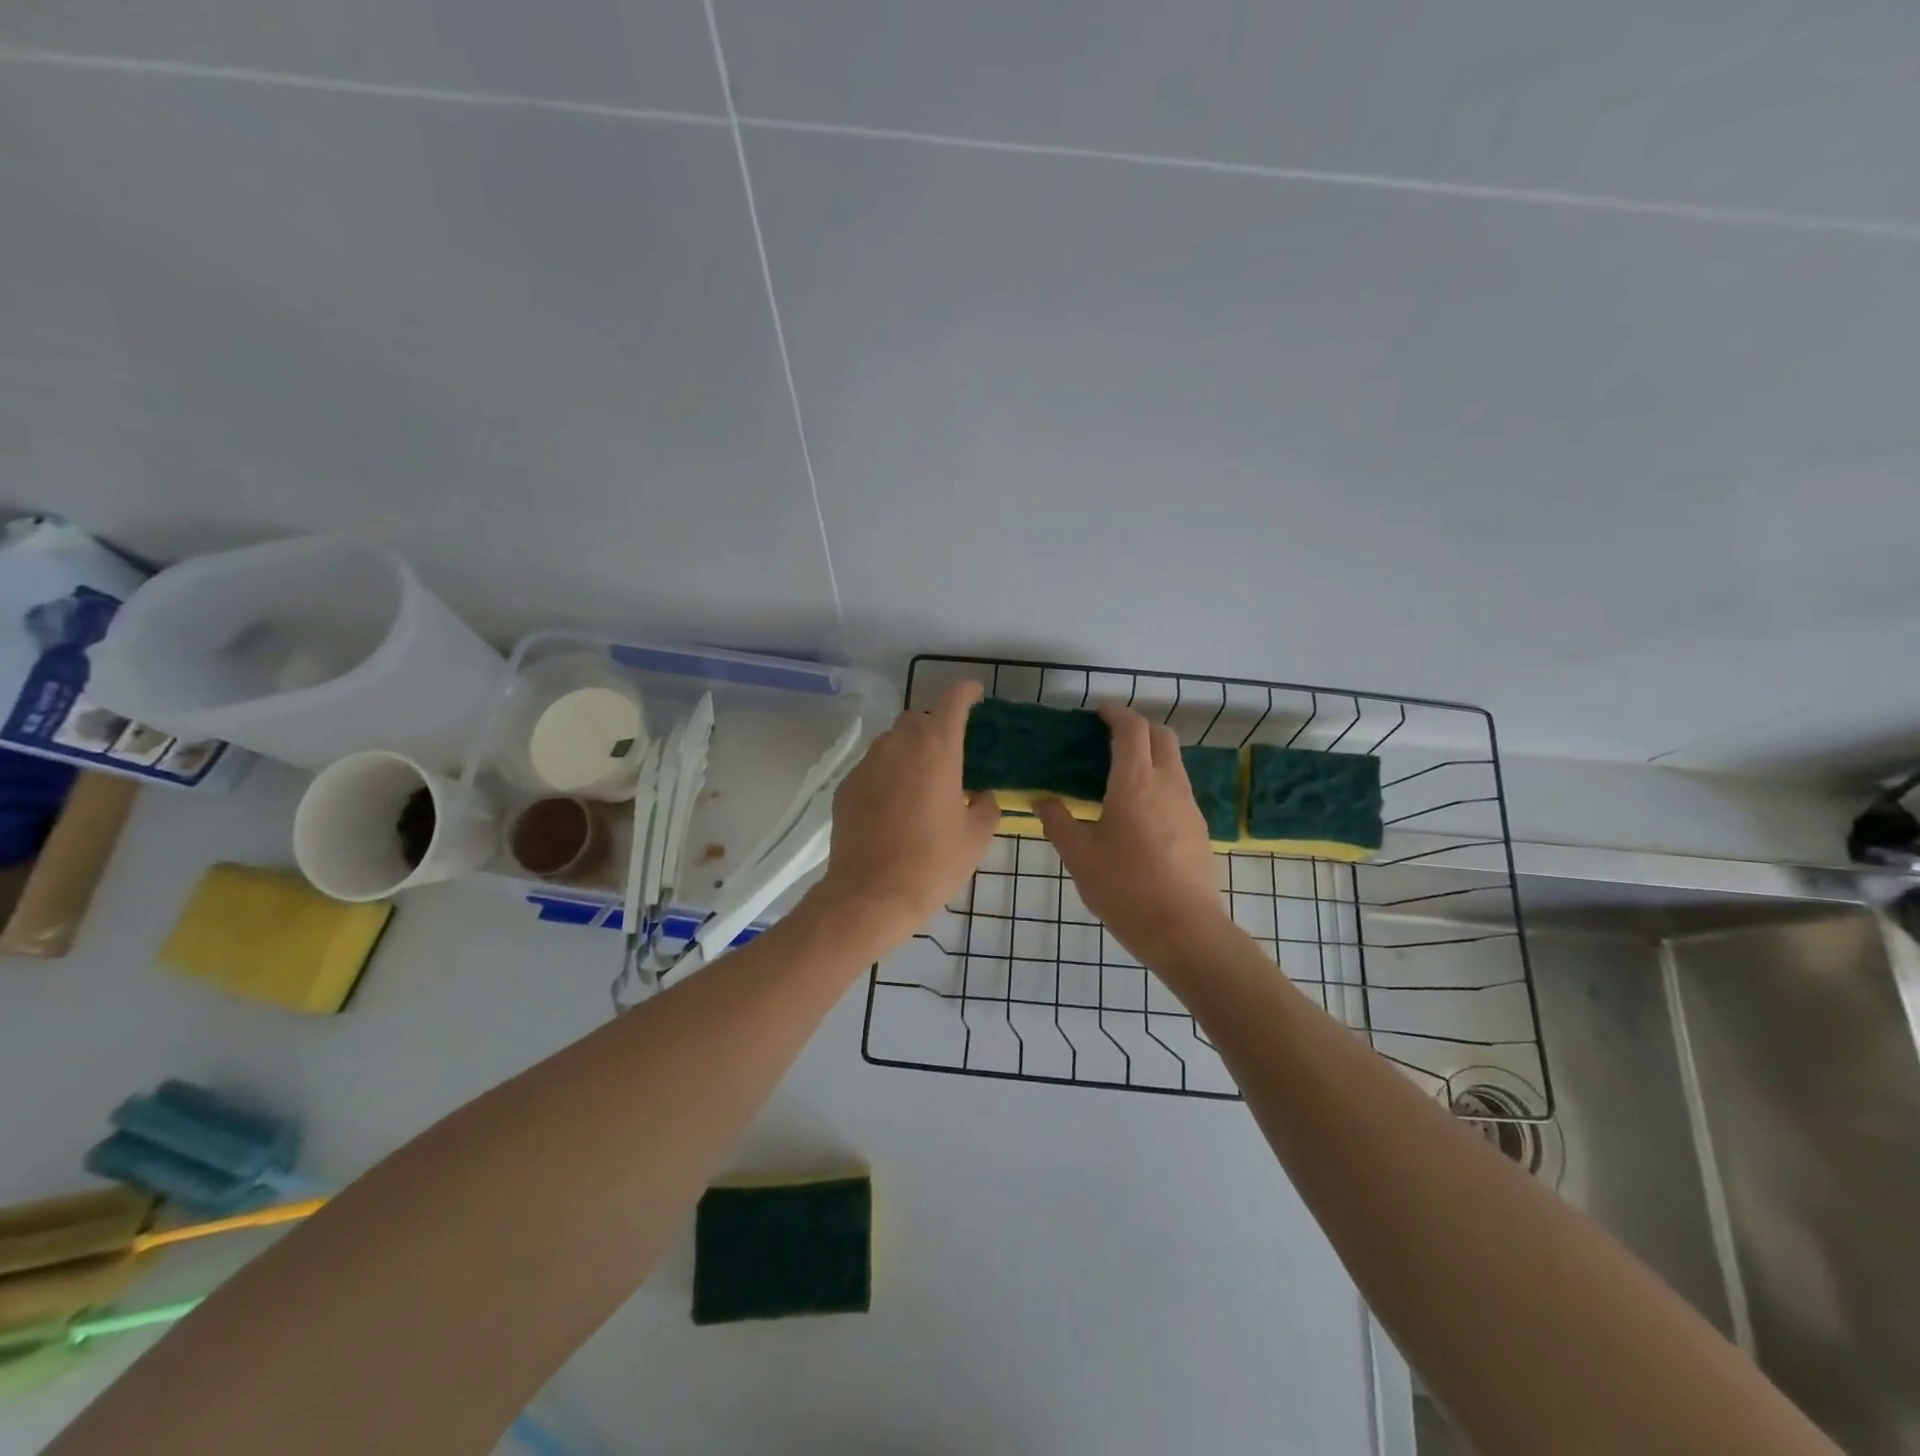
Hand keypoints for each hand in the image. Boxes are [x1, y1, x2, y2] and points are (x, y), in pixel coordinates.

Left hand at [811, 681, 1001, 950]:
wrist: (870, 895)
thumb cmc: (933, 863)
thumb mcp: (976, 837)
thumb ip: (986, 805)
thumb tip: (982, 794)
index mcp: (937, 748)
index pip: (952, 700)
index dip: (966, 692)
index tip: (975, 695)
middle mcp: (898, 745)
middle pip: (918, 718)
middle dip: (935, 726)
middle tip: (950, 755)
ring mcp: (867, 764)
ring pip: (892, 741)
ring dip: (909, 750)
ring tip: (921, 781)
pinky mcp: (846, 786)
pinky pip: (872, 767)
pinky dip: (887, 774)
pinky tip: (894, 805)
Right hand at [1034, 705, 1231, 965]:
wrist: (1184, 930)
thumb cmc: (1125, 889)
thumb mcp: (1079, 857)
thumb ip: (1058, 822)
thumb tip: (1042, 799)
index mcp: (1135, 784)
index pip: (1131, 730)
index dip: (1116, 714)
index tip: (1098, 713)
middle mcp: (1168, 785)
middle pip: (1161, 736)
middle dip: (1138, 727)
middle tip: (1110, 738)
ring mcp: (1189, 806)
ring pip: (1174, 762)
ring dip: (1151, 754)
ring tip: (1122, 775)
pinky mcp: (1198, 828)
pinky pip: (1179, 788)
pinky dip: (1160, 781)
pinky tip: (1141, 811)